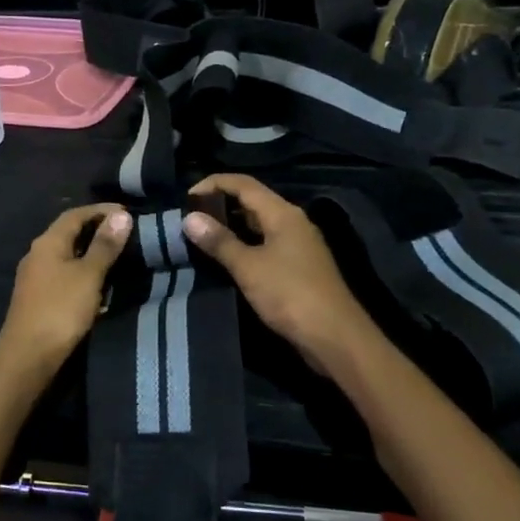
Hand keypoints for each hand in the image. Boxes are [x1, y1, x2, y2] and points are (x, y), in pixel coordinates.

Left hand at [0, 204, 131, 369]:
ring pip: (66, 254)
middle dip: (96, 229)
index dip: (101, 210)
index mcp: (48, 242)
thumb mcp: (89, 275)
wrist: (27, 357)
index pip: (75, 214)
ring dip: (90, 251)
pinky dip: (83, 271)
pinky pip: (64, 273)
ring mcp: (35, 277)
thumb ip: (105, 245)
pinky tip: (98, 282)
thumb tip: (121, 215)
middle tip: (125, 233)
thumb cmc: (60, 310)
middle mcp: (38, 254)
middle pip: (68, 232)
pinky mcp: (38, 298)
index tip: (127, 212)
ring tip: (117, 256)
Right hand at [182, 175, 378, 373]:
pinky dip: (243, 246)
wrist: (335, 337)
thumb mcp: (249, 267)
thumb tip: (189, 218)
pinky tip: (225, 259)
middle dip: (219, 205)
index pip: (243, 183)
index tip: (185, 198)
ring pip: (257, 225)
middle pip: (251, 201)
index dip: (213, 183)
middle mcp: (292, 222)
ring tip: (200, 237)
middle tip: (188, 219)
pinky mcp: (297, 267)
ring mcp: (296, 245)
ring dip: (230, 227)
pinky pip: (264, 245)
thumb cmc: (290, 294)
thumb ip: (219, 241)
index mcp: (283, 213)